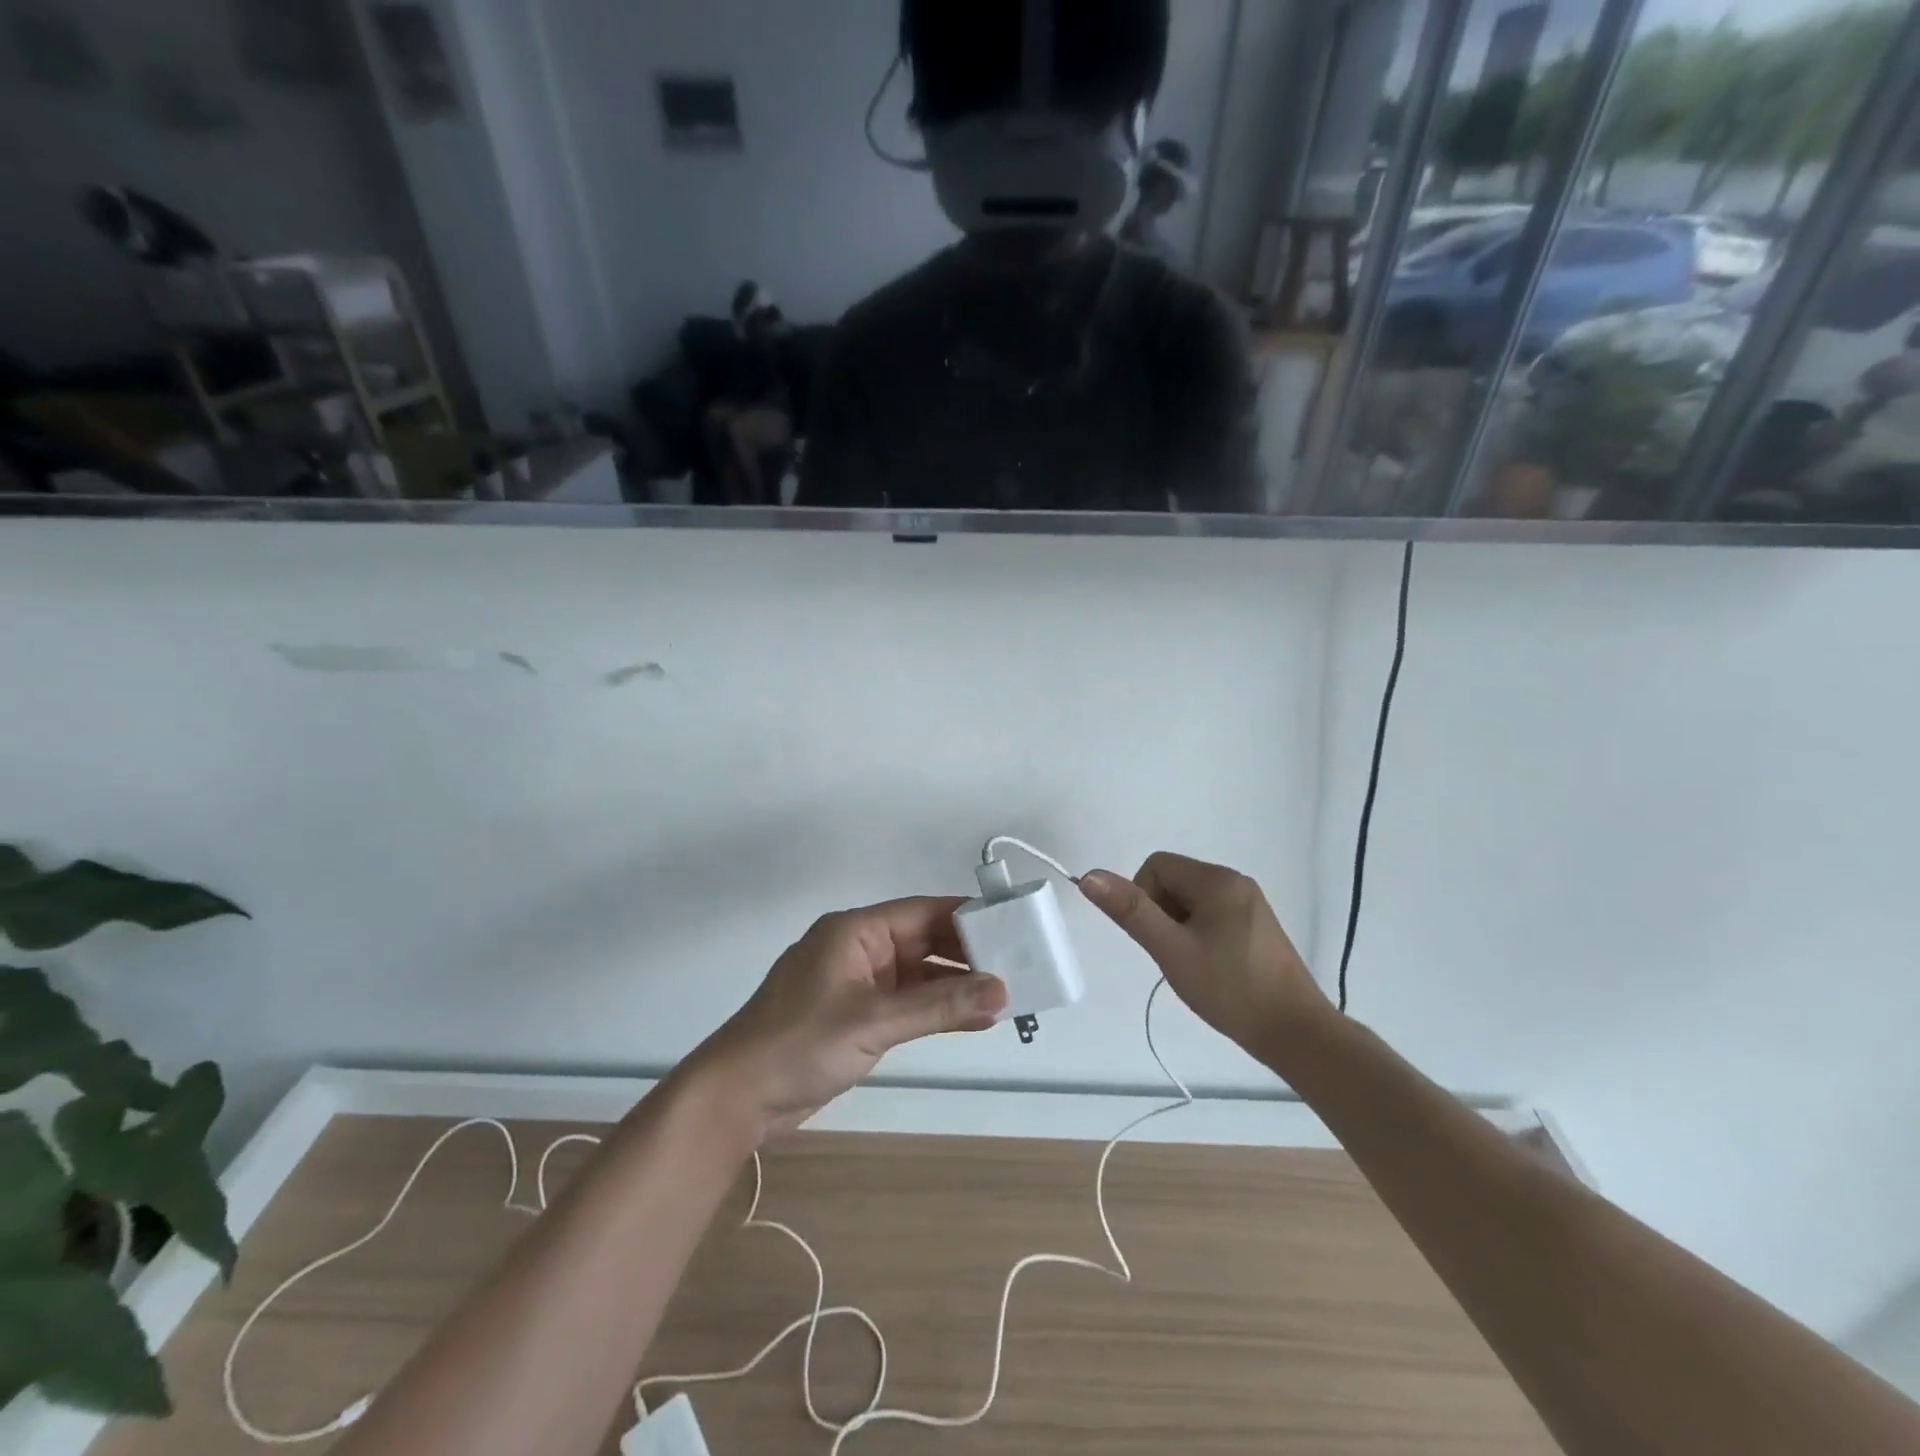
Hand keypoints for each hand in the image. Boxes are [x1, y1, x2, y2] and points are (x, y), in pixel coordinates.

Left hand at [688, 897, 1006, 1139]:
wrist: (737, 1098)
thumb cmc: (800, 1044)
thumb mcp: (873, 1021)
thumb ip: (938, 1006)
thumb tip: (1002, 991)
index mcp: (855, 931)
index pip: (922, 911)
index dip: (967, 916)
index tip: (1011, 925)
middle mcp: (859, 949)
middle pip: (923, 941)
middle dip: (967, 955)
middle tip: (1018, 966)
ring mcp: (857, 983)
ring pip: (917, 974)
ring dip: (955, 985)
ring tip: (1005, 995)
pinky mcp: (856, 1015)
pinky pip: (906, 1002)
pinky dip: (935, 1008)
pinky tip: (971, 1017)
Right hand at [1079, 853, 1331, 1058]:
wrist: (1296, 1033)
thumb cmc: (1230, 988)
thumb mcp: (1171, 949)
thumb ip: (1130, 910)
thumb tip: (1090, 876)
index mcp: (1217, 879)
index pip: (1156, 867)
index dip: (1144, 899)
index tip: (1158, 939)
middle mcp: (1236, 882)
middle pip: (1174, 882)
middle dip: (1162, 916)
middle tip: (1175, 956)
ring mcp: (1250, 905)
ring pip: (1190, 903)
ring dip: (1179, 929)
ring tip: (1194, 967)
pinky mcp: (1257, 928)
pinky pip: (1212, 917)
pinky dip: (1200, 938)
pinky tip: (1211, 970)